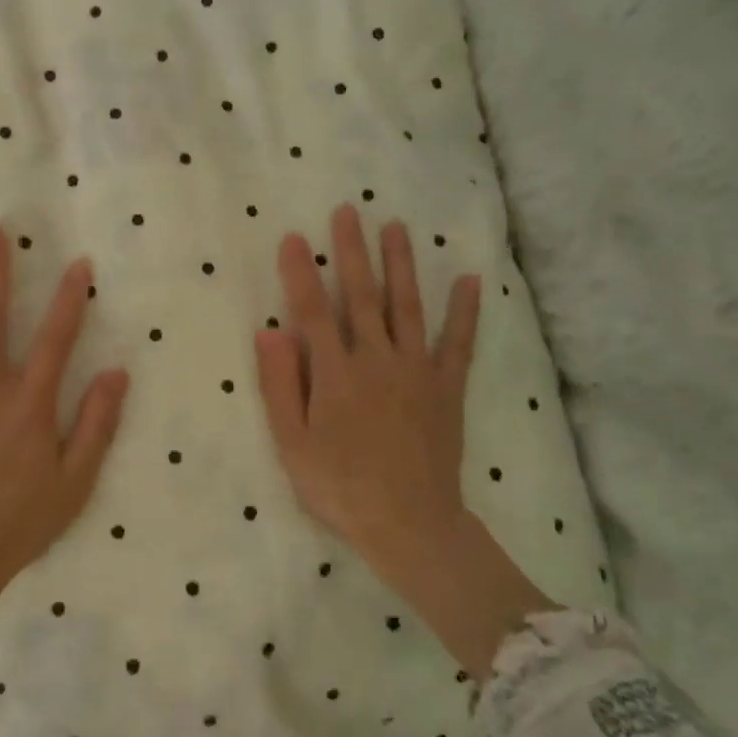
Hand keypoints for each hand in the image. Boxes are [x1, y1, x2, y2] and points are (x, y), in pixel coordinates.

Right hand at [256, 205, 553, 676]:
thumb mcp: (293, 443)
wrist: (410, 525)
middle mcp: (376, 360)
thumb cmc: (340, 486)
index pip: (312, 311)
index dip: (301, 273)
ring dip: (400, 265)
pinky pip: (459, 344)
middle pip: (361, 296)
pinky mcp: (447, 388)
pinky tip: (468, 280)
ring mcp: (416, 371)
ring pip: (406, 306)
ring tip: (397, 227)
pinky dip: (464, 312)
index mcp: (335, 373)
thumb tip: (269, 330)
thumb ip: (280, 384)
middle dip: (352, 251)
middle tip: (348, 211)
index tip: (294, 236)